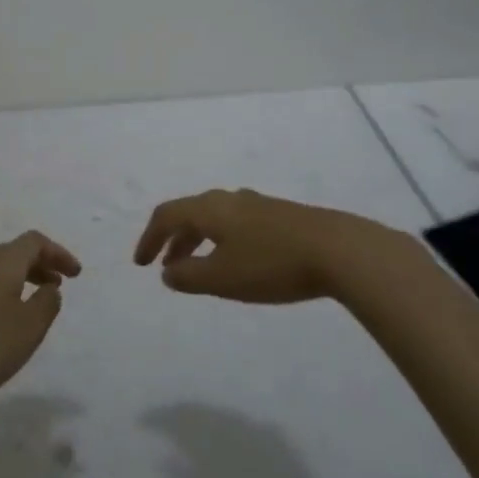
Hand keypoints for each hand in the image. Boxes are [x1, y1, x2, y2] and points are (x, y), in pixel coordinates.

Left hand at [0, 231, 81, 413]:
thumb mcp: (30, 327)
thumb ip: (47, 303)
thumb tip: (50, 288)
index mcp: (1, 263)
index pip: (34, 242)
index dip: (58, 253)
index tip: (75, 273)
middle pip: (14, 253)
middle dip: (40, 264)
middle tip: (59, 284)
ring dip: (21, 280)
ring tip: (35, 303)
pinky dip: (3, 294)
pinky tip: (4, 321)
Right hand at [133, 189, 389, 302]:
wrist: (337, 249)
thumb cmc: (272, 264)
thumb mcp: (223, 278)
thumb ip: (189, 276)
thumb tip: (167, 271)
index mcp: (210, 209)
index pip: (167, 215)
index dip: (149, 238)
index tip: (141, 264)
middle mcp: (229, 200)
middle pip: (190, 213)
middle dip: (173, 239)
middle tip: (165, 267)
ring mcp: (257, 205)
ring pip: (215, 218)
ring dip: (198, 240)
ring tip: (197, 267)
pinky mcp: (279, 216)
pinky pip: (236, 224)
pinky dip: (221, 241)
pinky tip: (235, 261)